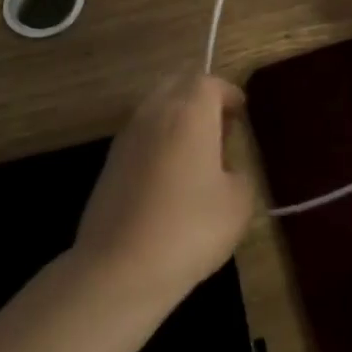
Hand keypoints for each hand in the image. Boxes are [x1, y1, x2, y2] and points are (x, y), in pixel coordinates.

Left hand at [74, 74, 255, 317]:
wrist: (119, 268)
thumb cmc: (189, 229)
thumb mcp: (238, 203)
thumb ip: (238, 172)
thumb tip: (224, 167)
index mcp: (189, 112)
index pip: (209, 82)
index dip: (229, 93)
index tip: (241, 112)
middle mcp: (154, 113)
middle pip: (177, 84)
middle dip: (201, 96)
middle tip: (221, 124)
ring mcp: (127, 136)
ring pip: (156, 106)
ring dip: (178, 115)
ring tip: (198, 149)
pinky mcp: (110, 162)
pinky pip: (141, 133)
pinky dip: (159, 138)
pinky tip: (171, 172)